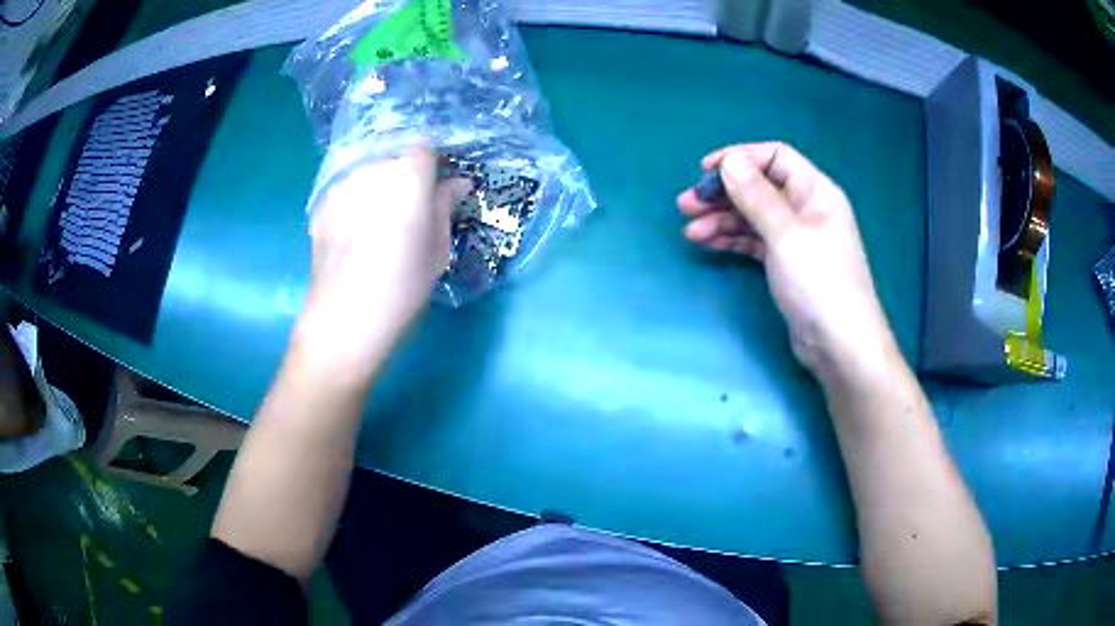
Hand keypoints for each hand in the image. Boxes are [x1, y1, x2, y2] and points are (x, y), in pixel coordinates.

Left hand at [293, 145, 469, 382]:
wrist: (344, 317)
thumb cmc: (402, 286)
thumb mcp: (437, 249)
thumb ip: (445, 206)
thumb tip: (457, 183)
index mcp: (408, 175)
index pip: (425, 147)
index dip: (433, 165)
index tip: (437, 187)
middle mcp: (372, 169)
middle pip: (394, 158)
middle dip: (404, 176)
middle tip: (409, 210)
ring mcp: (342, 185)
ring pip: (367, 173)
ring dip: (377, 188)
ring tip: (378, 225)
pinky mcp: (320, 205)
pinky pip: (346, 192)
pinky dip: (355, 203)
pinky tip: (355, 235)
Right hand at [678, 142, 896, 382]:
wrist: (840, 345)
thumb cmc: (819, 282)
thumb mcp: (785, 234)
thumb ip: (755, 195)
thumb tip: (729, 160)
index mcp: (814, 191)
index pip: (775, 157)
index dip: (739, 158)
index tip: (705, 171)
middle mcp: (806, 209)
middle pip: (759, 187)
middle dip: (723, 193)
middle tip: (685, 205)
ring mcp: (796, 238)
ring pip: (753, 216)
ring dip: (721, 219)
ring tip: (690, 231)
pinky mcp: (787, 264)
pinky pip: (755, 241)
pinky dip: (732, 240)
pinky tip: (707, 243)